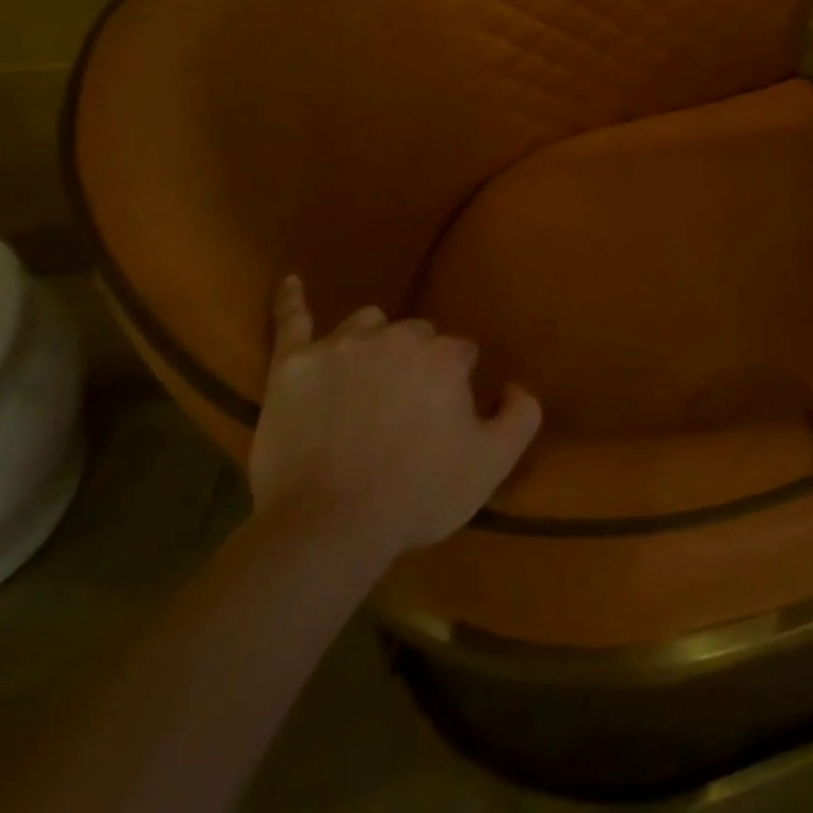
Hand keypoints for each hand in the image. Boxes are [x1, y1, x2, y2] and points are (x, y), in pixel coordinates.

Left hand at [248, 276, 541, 561]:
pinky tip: (291, 284)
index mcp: (443, 356)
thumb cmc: (416, 495)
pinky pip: (291, 321)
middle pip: (415, 335)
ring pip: (365, 324)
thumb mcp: (492, 463)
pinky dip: (291, 302)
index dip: (456, 383)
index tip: (448, 414)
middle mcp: (395, 337)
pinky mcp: (293, 365)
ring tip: (366, 377)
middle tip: (405, 406)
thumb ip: (521, 415)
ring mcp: (340, 346)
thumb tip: (514, 384)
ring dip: (373, 342)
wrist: (327, 528)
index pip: (460, 352)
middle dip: (416, 361)